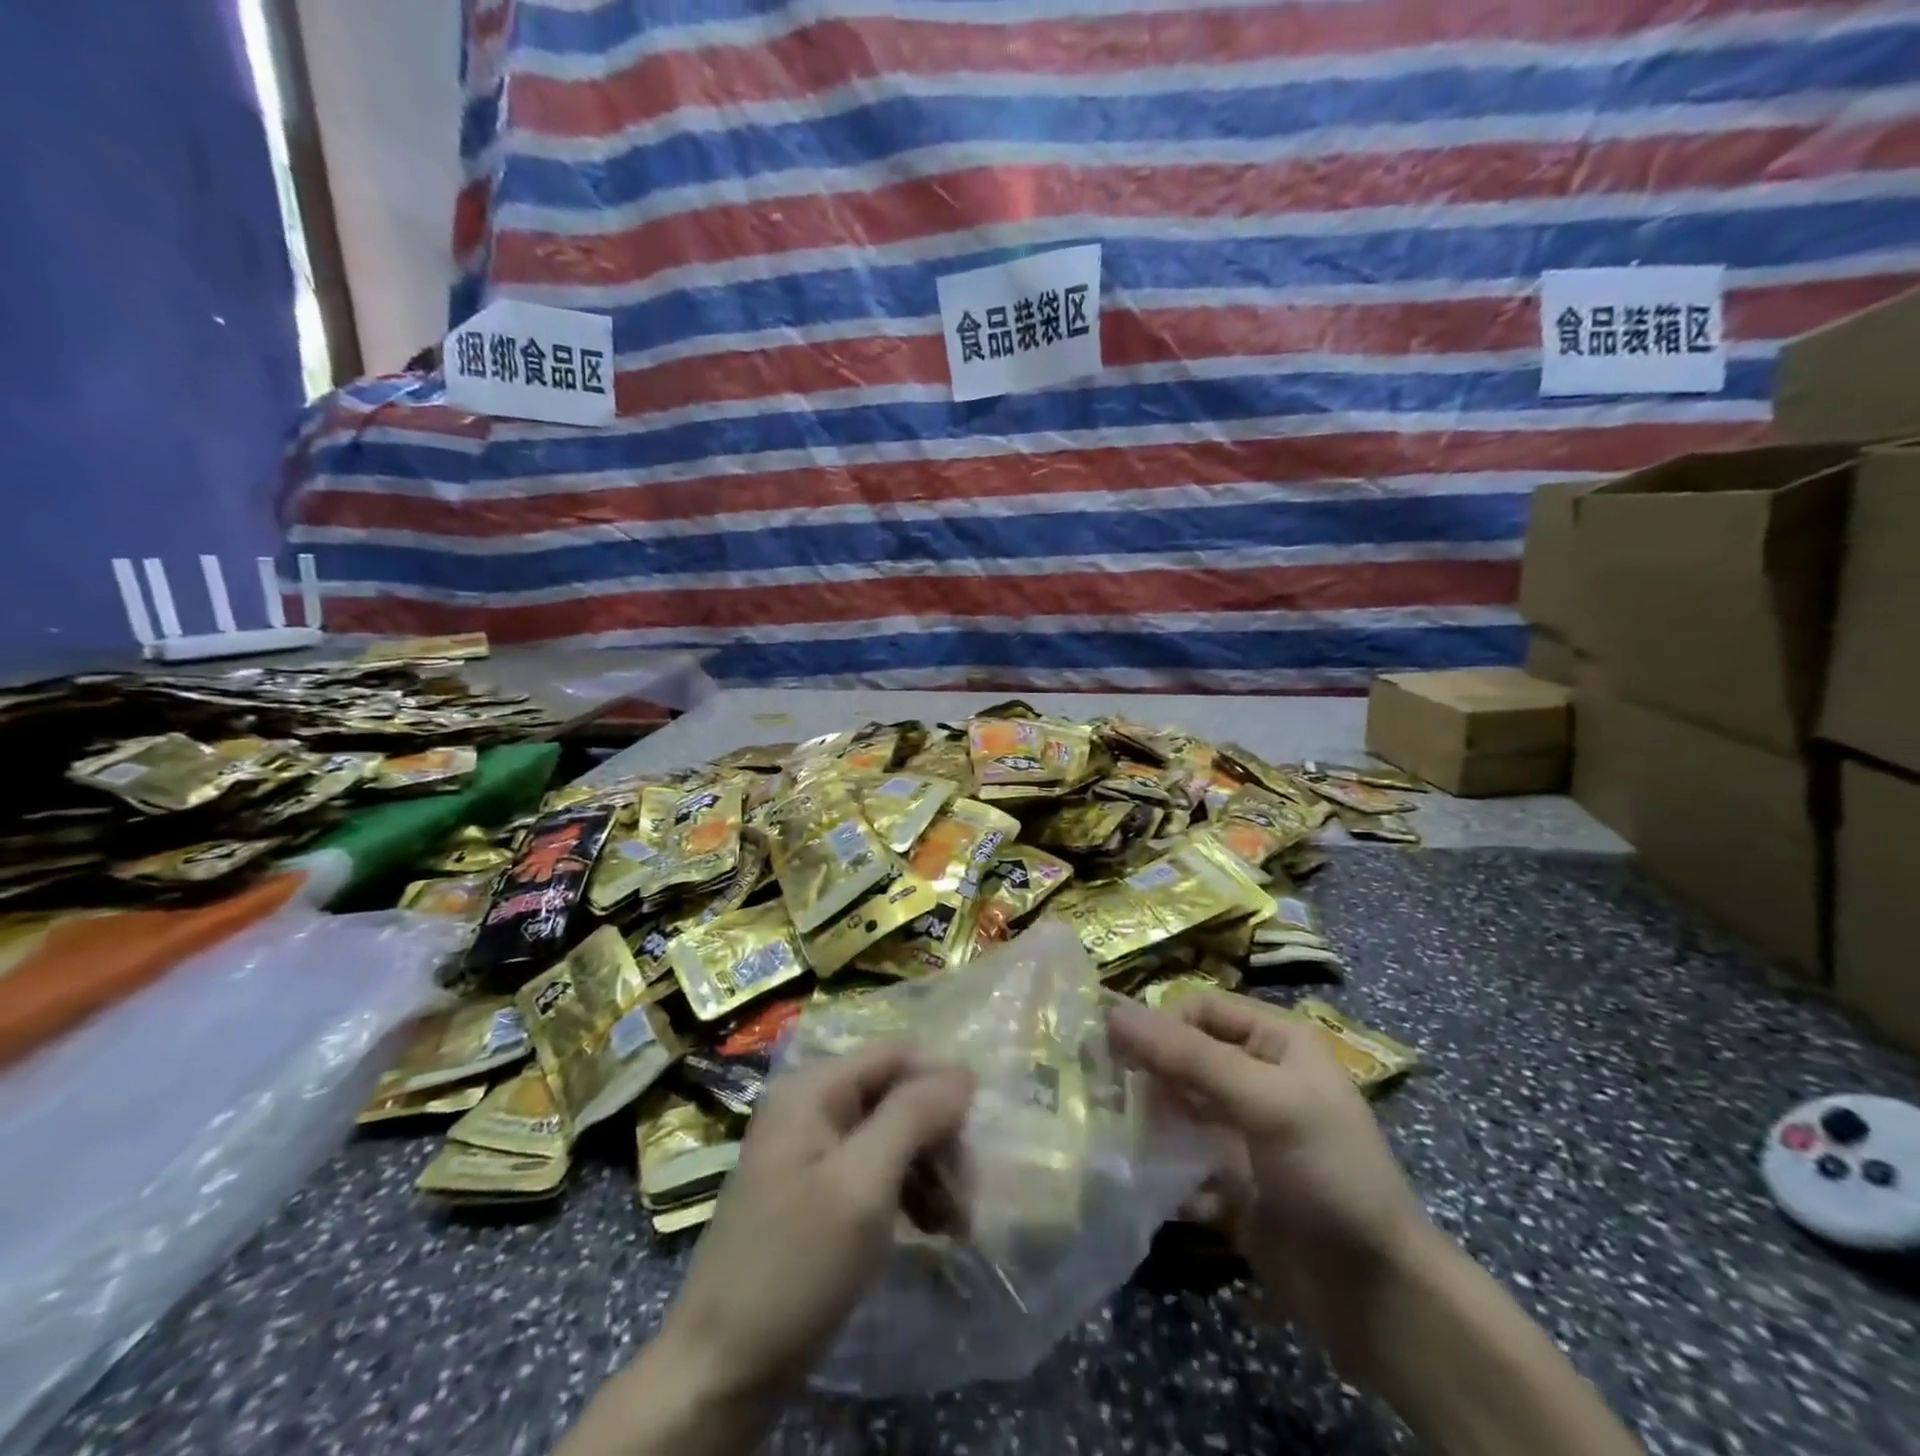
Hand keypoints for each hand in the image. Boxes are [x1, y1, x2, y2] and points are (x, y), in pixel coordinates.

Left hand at [659, 1043, 973, 1400]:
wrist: (722, 1368)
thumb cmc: (796, 1264)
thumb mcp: (862, 1185)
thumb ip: (913, 1117)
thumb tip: (962, 1071)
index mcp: (813, 1089)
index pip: (896, 1054)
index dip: (941, 1083)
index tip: (978, 1135)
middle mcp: (811, 1105)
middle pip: (896, 1094)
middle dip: (939, 1138)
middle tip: (968, 1195)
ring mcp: (812, 1149)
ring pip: (892, 1134)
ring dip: (930, 1171)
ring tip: (956, 1225)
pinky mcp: (818, 1190)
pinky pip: (876, 1169)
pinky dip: (909, 1193)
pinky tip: (932, 1230)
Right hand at [1109, 991, 1429, 1377]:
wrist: (1379, 1298)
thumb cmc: (1328, 1173)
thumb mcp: (1263, 1102)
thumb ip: (1187, 1056)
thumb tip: (1113, 1014)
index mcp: (1276, 1044)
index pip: (1201, 1010)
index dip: (1161, 1024)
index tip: (1121, 1054)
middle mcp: (1257, 1080)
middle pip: (1184, 1057)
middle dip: (1148, 1075)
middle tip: (1109, 1096)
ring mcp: (1243, 1134)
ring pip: (1177, 1109)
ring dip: (1149, 1122)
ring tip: (1120, 1138)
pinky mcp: (1230, 1182)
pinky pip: (1181, 1160)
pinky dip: (1163, 1169)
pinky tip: (1151, 1184)